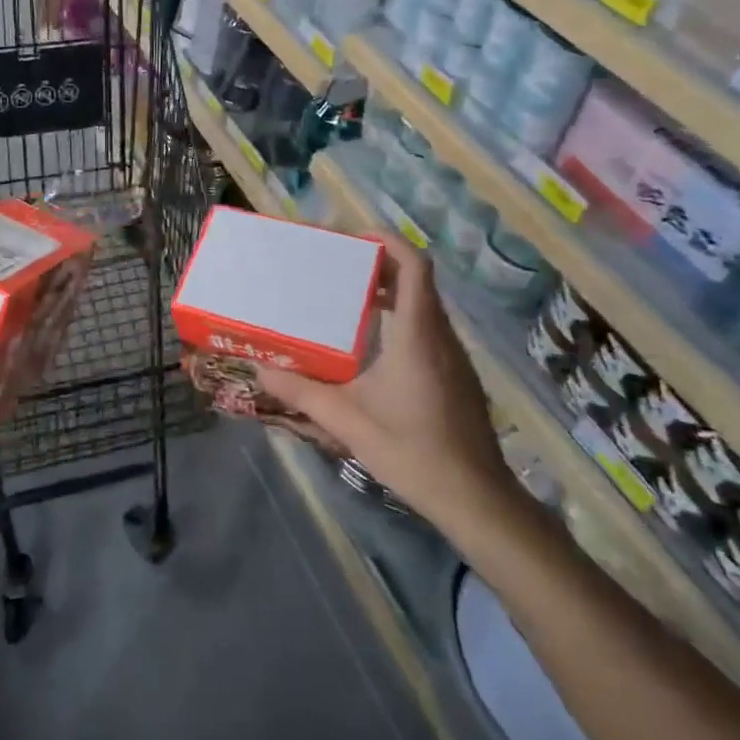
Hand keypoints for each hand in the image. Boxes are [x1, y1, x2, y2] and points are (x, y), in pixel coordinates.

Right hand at [255, 235, 524, 530]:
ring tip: (347, 300)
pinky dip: (401, 317)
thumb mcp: (348, 421)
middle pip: (416, 279)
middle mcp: (439, 335)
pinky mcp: (456, 374)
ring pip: (423, 304)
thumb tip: (262, 371)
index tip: (353, 240)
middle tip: (338, 267)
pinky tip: (373, 345)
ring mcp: (452, 356)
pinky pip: (428, 327)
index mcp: (416, 333)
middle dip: (379, 264)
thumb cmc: (413, 451)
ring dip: (390, 291)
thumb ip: (303, 392)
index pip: (414, 266)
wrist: (478, 500)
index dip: (387, 242)